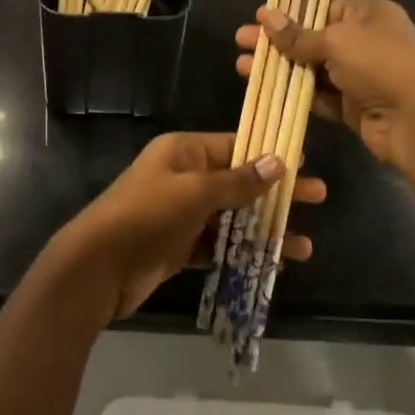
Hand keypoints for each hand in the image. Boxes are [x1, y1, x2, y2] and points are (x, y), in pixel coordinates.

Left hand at [49, 132, 326, 319]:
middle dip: (277, 193)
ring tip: (303, 247)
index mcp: (183, 152)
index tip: (304, 162)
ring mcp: (181, 214)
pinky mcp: (179, 247)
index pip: (234, 146)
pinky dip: (243, 252)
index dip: (269, 154)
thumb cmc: (146, 217)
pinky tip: (272, 264)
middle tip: (318, 198)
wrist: (96, 268)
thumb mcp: (194, 192)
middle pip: (239, 182)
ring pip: (233, 218)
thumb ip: (237, 181)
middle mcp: (183, 177)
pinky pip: (219, 245)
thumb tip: (278, 162)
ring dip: (265, 230)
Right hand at [236, 0, 414, 173]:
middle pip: (312, 38)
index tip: (256, 20)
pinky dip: (294, 93)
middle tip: (240, 43)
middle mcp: (364, 41)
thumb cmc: (381, 65)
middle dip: (276, 42)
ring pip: (311, 69)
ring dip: (279, 69)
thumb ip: (298, 34)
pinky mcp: (352, 106)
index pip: (321, 8)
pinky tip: (265, 90)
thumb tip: (264, 15)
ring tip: (242, 68)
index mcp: (368, 14)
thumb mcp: (337, 41)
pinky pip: (318, 95)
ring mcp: (359, 76)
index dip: (288, 14)